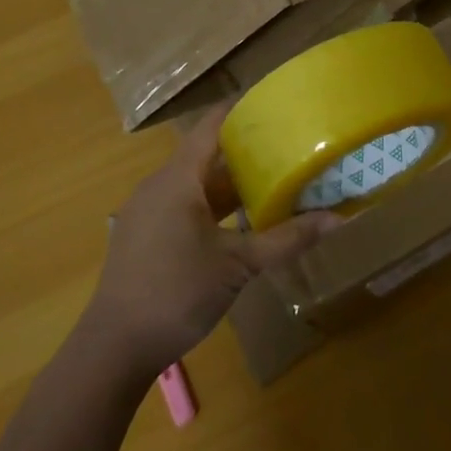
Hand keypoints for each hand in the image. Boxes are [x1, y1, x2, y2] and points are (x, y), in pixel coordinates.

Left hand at [84, 107, 339, 376]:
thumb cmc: (176, 293)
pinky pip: (182, 203)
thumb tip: (337, 220)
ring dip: (228, 181)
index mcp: (178, 179)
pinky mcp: (143, 235)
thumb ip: (286, 239)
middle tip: (284, 145)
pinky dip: (211, 204)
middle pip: (205, 153)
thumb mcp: (239, 265)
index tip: (273, 102)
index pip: (211, 125)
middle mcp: (158, 185)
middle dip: (243, 149)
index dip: (240, 109)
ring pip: (194, 182)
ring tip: (269, 179)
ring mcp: (146, 211)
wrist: (113, 348)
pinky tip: (237, 221)